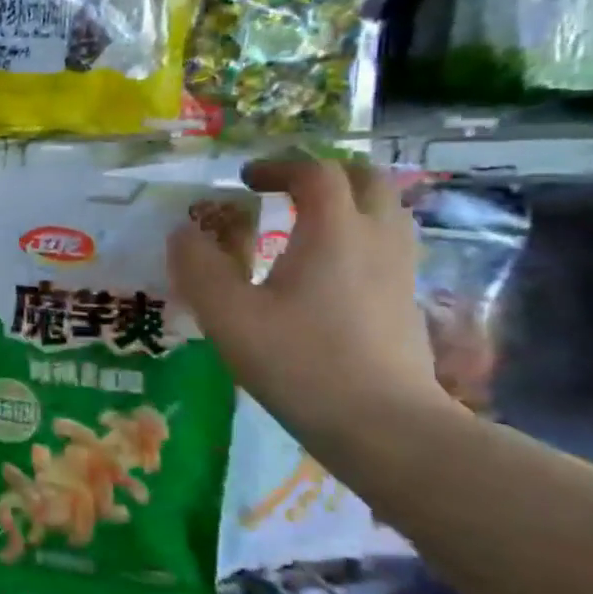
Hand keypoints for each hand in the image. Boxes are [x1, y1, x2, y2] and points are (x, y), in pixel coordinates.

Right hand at [168, 157, 448, 437]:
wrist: (387, 428)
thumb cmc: (302, 363)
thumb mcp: (230, 316)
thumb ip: (199, 268)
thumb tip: (183, 233)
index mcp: (334, 229)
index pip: (315, 171)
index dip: (278, 166)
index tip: (246, 181)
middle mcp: (376, 237)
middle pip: (366, 179)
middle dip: (324, 174)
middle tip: (287, 191)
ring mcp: (402, 270)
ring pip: (387, 211)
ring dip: (349, 203)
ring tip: (310, 225)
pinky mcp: (409, 303)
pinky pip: (391, 246)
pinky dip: (362, 238)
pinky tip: (332, 272)